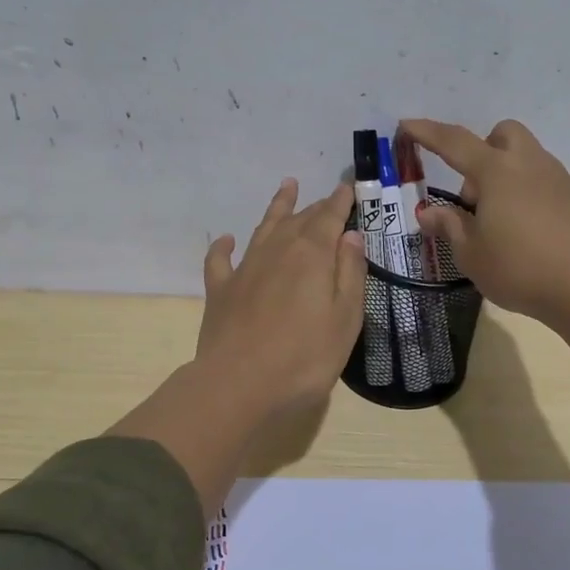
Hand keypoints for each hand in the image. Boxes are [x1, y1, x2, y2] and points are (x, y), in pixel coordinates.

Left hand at [195, 178, 368, 420]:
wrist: (239, 385)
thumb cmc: (305, 357)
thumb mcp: (345, 318)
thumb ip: (350, 272)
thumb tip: (349, 235)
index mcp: (312, 254)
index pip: (330, 217)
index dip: (341, 200)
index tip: (349, 185)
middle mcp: (277, 251)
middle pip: (299, 219)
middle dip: (316, 206)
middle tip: (327, 197)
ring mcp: (245, 269)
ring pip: (264, 228)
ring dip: (277, 207)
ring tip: (286, 187)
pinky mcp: (220, 290)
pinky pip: (220, 259)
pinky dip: (224, 246)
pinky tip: (227, 240)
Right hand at [397, 118, 569, 412]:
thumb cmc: (519, 268)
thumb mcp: (471, 253)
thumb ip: (449, 226)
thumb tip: (429, 212)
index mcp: (496, 171)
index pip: (454, 142)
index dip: (427, 132)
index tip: (407, 125)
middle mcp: (528, 164)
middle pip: (502, 135)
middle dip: (481, 151)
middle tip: (472, 194)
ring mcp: (557, 178)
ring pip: (525, 156)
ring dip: (504, 173)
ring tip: (496, 219)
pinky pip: (542, 178)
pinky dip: (525, 190)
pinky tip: (523, 228)